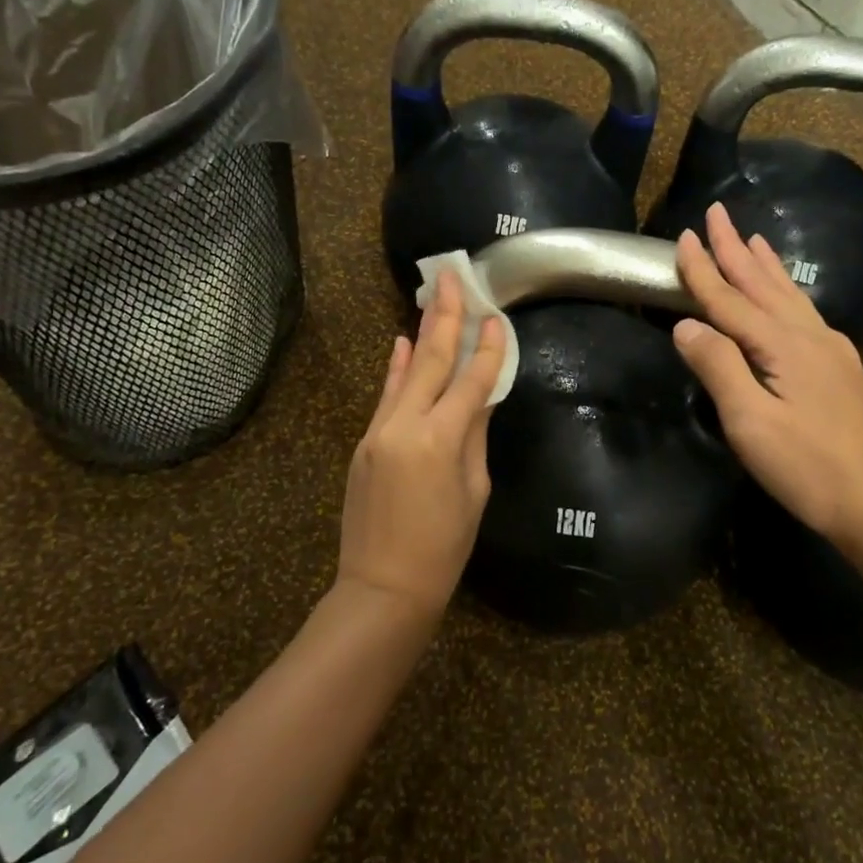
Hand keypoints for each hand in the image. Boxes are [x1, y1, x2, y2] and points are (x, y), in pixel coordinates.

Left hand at [337, 270, 506, 615]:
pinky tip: (398, 342)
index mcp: (441, 439)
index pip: (472, 381)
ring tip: (431, 296)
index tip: (498, 318)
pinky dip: (394, 368)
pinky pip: (385, 396)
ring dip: (420, 333)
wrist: (382, 587)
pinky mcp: (364, 441)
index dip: (488, 349)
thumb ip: (474, 436)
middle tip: (452, 275)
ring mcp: (379, 430)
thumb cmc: (443, 548)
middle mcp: (406, 424)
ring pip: (404, 371)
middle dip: (445, 316)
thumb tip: (479, 398)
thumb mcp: (474, 491)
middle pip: (430, 360)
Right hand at [671, 203, 862, 564]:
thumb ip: (718, 367)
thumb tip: (685, 325)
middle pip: (763, 284)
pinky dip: (787, 290)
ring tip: (753, 237)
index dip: (704, 270)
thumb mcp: (750, 422)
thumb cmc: (809, 468)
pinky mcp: (841, 369)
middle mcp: (809, 336)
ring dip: (765, 265)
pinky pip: (804, 312)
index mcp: (782, 345)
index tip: (683, 237)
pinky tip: (788, 294)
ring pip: (789, 295)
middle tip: (717, 213)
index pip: (730, 300)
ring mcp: (831, 351)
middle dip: (736, 249)